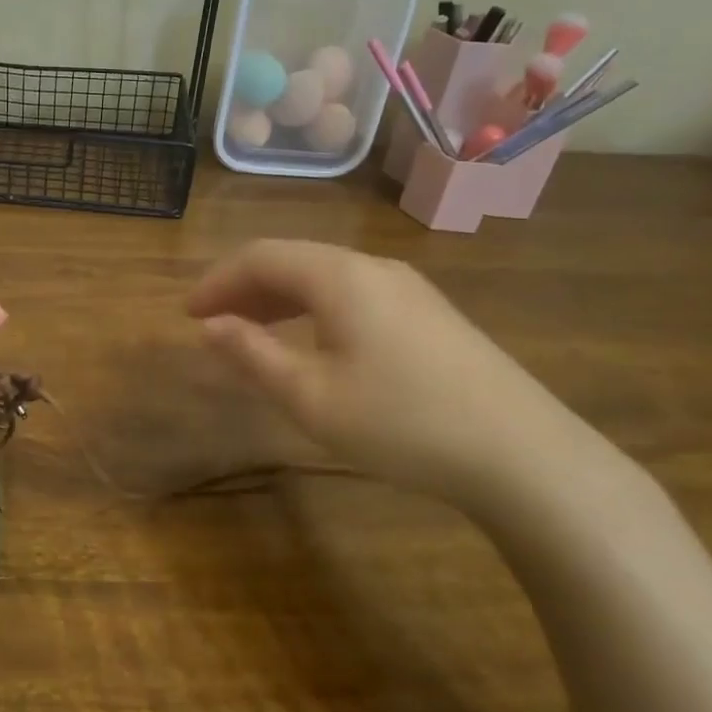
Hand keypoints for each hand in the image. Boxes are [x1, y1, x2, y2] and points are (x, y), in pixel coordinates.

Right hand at [188, 240, 587, 507]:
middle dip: (245, 287)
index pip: (260, 256)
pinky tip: (313, 341)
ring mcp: (409, 288)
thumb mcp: (311, 396)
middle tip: (213, 322)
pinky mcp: (430, 314)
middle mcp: (373, 267)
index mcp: (339, 275)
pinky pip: (354, 294)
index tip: (188, 314)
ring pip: (325, 277)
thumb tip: (209, 326)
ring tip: (253, 331)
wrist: (523, 454)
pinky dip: (315, 309)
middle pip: (293, 260)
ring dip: (280, 298)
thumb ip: (253, 354)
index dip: (218, 281)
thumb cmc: (401, 421)